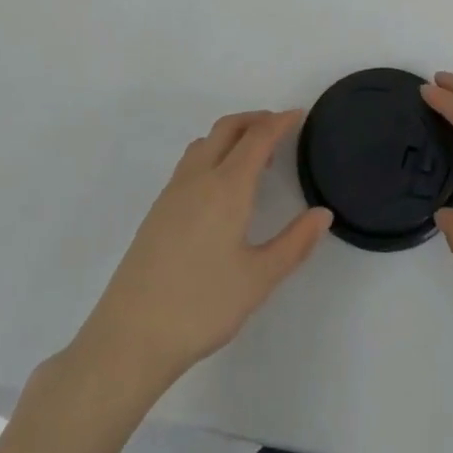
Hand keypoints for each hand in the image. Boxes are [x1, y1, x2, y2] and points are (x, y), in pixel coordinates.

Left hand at [73, 110, 331, 391]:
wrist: (130, 336)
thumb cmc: (202, 306)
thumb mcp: (259, 279)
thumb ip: (294, 243)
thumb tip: (323, 214)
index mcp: (227, 187)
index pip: (258, 138)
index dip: (280, 122)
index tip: (299, 115)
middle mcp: (198, 178)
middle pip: (228, 128)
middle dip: (255, 120)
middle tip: (280, 129)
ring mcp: (173, 192)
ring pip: (205, 143)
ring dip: (231, 136)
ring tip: (253, 159)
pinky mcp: (157, 210)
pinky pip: (190, 162)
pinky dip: (213, 153)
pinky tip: (220, 188)